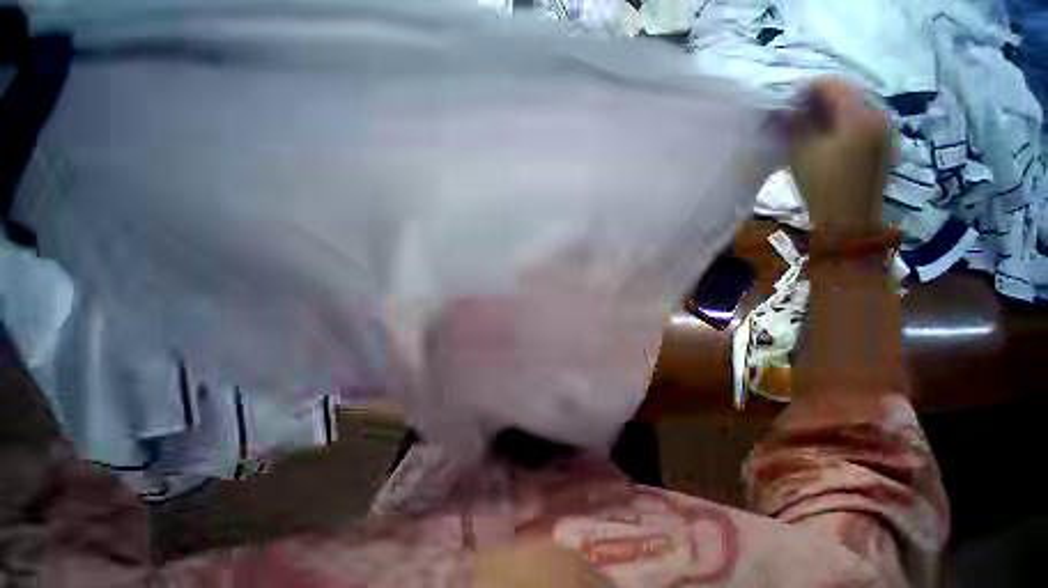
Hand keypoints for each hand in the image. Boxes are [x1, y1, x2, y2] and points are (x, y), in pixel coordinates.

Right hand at [790, 78, 895, 232]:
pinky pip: (861, 125)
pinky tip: (828, 140)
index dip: (808, 88)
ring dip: (830, 114)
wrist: (848, 218)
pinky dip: (842, 126)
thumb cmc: (822, 182)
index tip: (788, 98)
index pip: (832, 84)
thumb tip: (785, 107)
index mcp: (859, 113)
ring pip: (853, 110)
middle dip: (819, 101)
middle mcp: (877, 115)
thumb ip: (794, 122)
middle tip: (796, 113)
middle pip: (846, 96)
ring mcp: (883, 131)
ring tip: (810, 128)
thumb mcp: (802, 150)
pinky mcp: (883, 146)